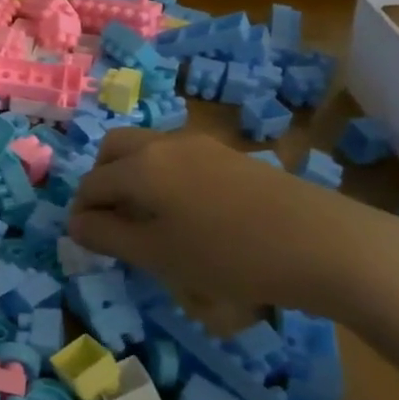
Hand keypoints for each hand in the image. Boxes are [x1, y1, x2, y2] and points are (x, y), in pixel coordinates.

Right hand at [68, 128, 398, 318]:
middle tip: (112, 220)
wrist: (322, 244)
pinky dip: (163, 178)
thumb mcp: (156, 255)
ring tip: (148, 221)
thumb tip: (75, 223)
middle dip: (102, 181)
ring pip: (147, 150)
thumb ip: (107, 236)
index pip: (92, 183)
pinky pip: (177, 159)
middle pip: (114, 149)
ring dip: (133, 177)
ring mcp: (201, 146)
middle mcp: (164, 144)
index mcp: (140, 166)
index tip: (88, 242)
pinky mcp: (230, 156)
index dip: (81, 213)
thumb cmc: (227, 255)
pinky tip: (187, 215)